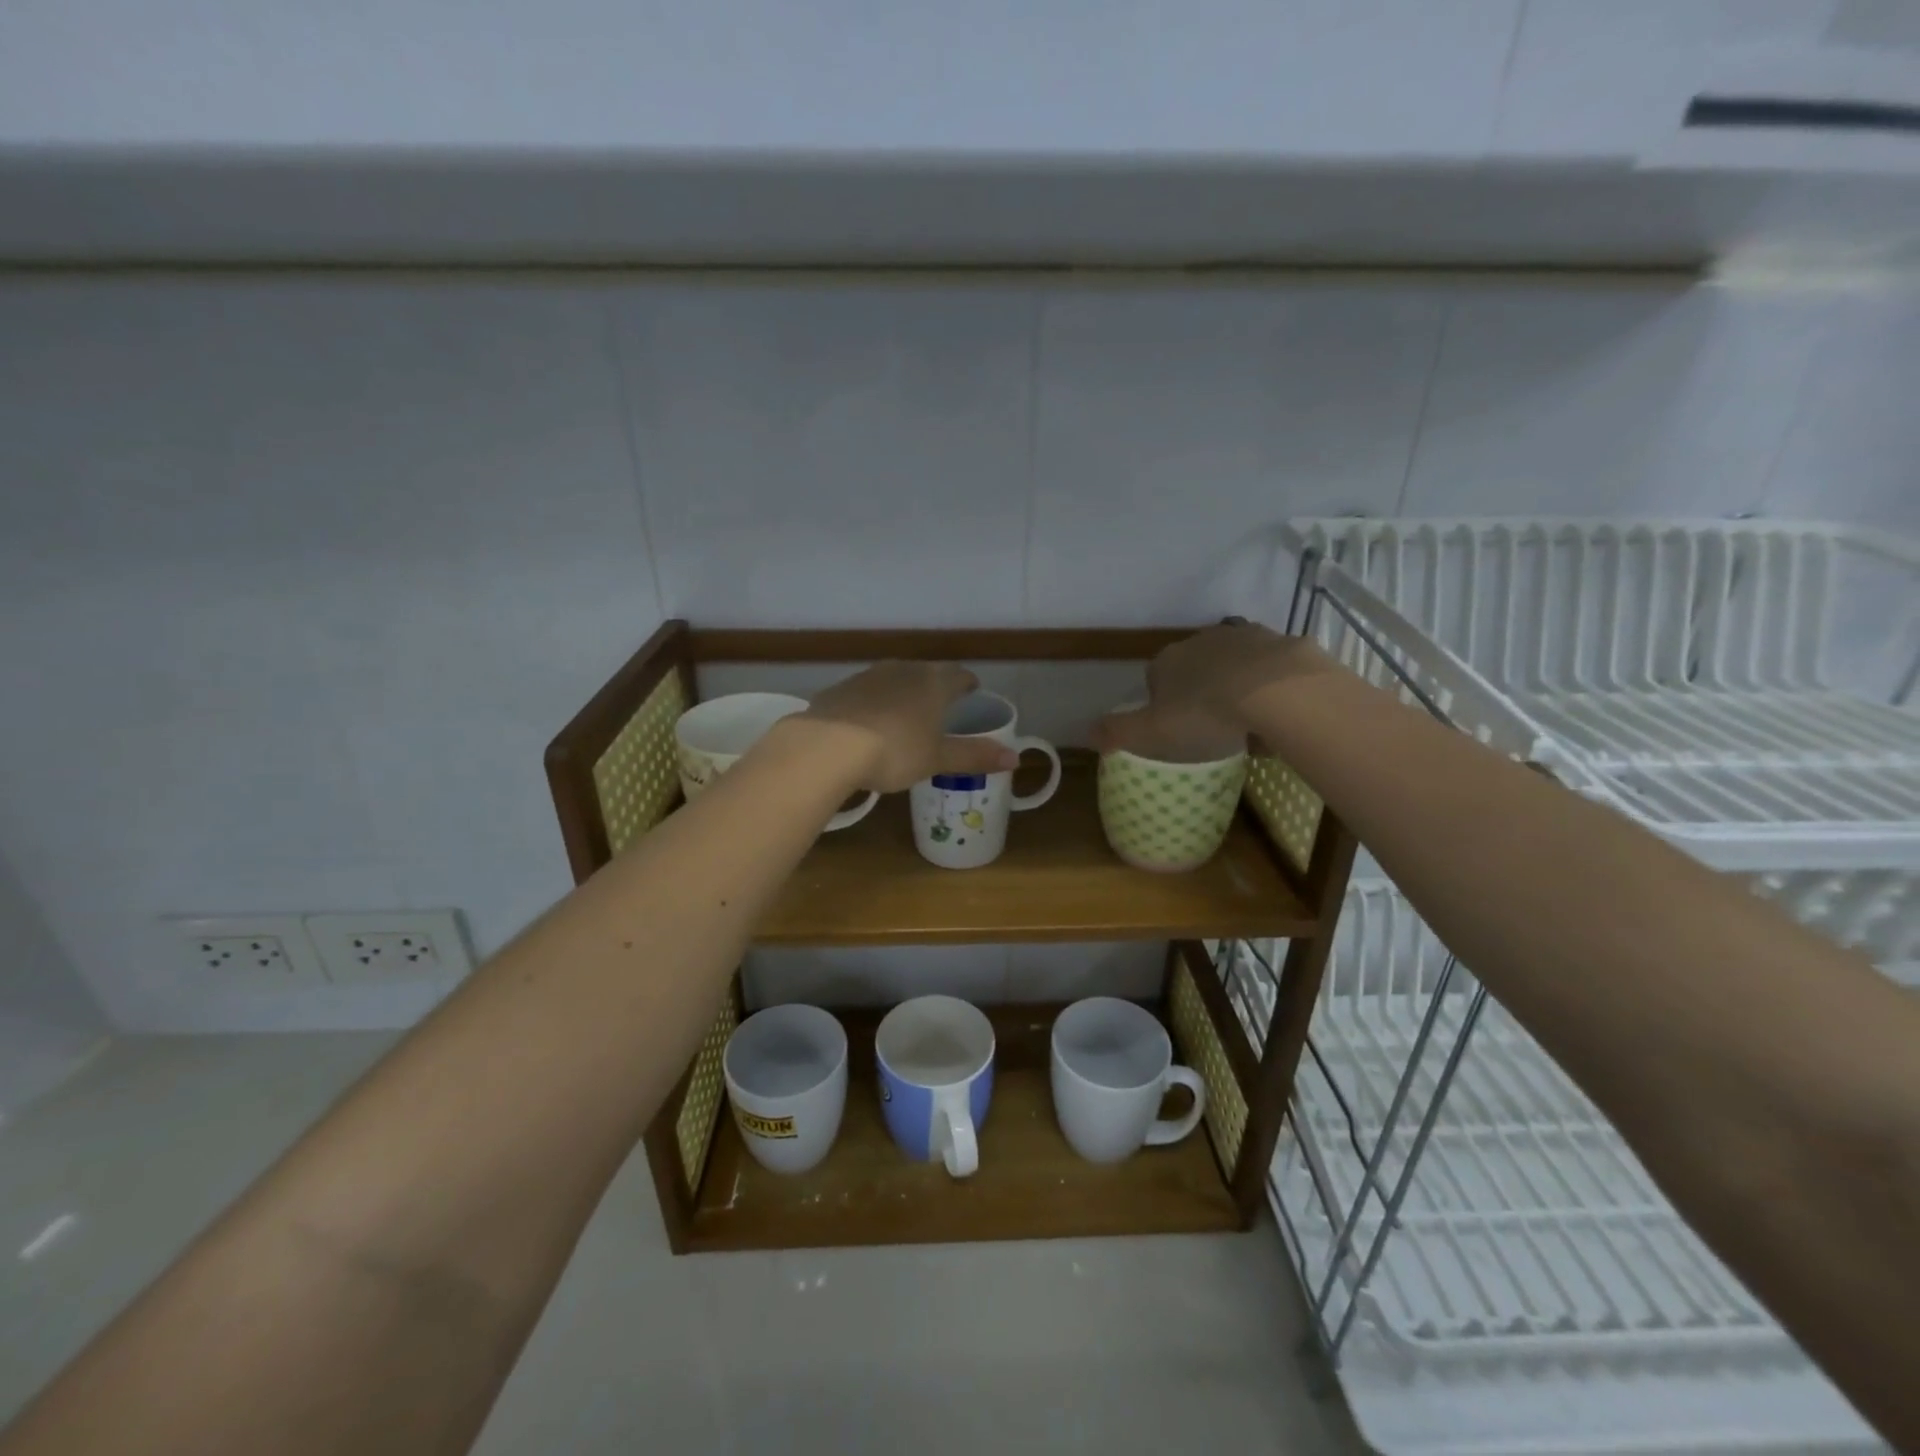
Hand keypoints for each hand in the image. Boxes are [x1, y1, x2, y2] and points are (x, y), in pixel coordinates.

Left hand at [797, 662, 1019, 792]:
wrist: (828, 746)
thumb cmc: (895, 751)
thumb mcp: (937, 759)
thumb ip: (974, 756)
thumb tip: (1016, 758)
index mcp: (933, 683)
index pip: (958, 675)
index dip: (967, 683)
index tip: (972, 690)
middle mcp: (902, 670)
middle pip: (926, 672)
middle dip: (935, 686)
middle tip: (941, 704)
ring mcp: (867, 676)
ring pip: (893, 679)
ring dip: (902, 692)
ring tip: (905, 712)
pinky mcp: (840, 689)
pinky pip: (865, 692)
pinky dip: (873, 703)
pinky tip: (868, 722)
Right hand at [1094, 622, 1339, 758]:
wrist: (1277, 690)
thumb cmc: (1205, 713)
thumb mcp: (1151, 732)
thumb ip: (1117, 732)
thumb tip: (1086, 733)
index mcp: (1167, 661)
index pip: (1155, 678)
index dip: (1162, 704)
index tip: (1175, 730)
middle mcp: (1201, 641)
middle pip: (1194, 668)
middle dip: (1199, 691)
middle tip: (1211, 727)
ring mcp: (1244, 638)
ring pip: (1233, 664)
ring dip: (1235, 685)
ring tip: (1247, 721)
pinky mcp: (1282, 642)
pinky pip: (1270, 668)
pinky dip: (1270, 685)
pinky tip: (1277, 712)